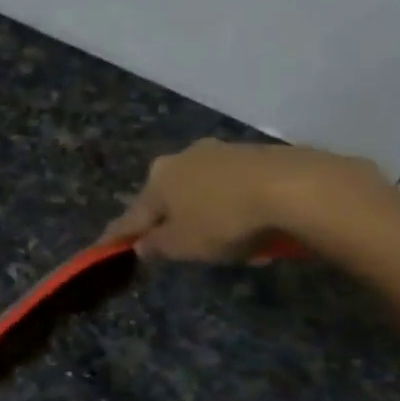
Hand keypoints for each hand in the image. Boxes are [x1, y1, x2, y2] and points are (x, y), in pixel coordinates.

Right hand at [103, 140, 381, 261]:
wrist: (295, 188)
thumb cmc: (224, 220)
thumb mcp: (183, 245)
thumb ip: (157, 245)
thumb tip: (142, 243)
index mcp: (158, 178)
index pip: (133, 214)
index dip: (119, 235)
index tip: (104, 247)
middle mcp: (184, 158)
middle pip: (169, 197)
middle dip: (171, 220)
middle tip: (177, 247)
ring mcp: (222, 152)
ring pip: (205, 192)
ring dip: (208, 215)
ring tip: (227, 246)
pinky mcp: (258, 155)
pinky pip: (237, 189)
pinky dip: (237, 209)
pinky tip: (254, 230)